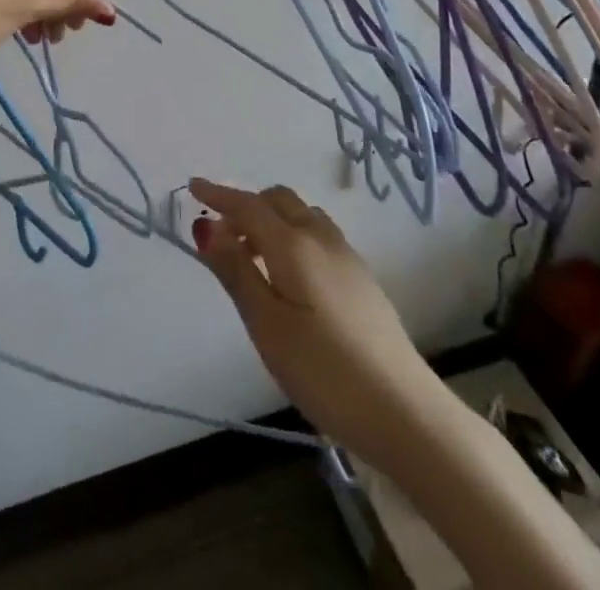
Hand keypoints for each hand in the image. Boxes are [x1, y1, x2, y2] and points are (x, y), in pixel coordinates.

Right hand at [190, 178, 435, 470]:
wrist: (406, 413)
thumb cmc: (324, 370)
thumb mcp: (267, 325)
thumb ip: (236, 271)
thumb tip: (207, 226)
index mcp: (294, 244)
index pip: (249, 205)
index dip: (219, 194)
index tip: (193, 186)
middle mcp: (321, 238)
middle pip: (279, 201)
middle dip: (246, 206)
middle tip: (221, 236)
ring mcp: (347, 257)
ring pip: (302, 215)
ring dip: (272, 220)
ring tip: (252, 257)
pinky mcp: (362, 280)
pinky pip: (318, 235)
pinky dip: (293, 235)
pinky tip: (289, 276)